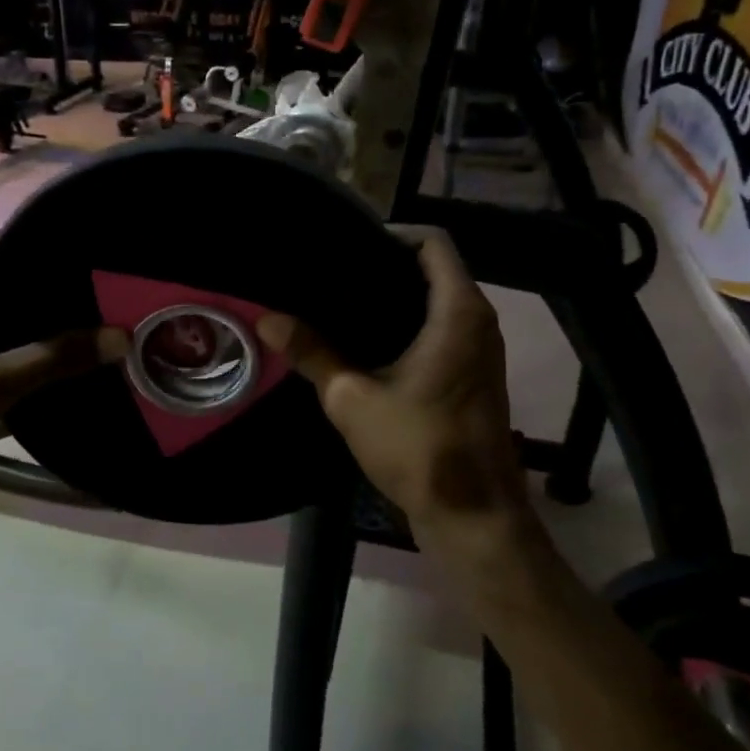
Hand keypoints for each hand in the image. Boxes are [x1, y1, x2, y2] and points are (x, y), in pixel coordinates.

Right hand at [257, 227, 547, 580]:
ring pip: (439, 301)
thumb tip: (267, 318)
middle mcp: (479, 320)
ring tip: (341, 302)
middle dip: (385, 266)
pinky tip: (366, 341)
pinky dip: (409, 323)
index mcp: (458, 312)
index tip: (346, 247)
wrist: (473, 515)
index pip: (433, 243)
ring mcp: (482, 349)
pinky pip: (443, 328)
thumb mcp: (352, 398)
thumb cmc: (418, 447)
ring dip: (396, 298)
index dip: (391, 235)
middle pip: (434, 269)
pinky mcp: (475, 374)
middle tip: (333, 273)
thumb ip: (312, 352)